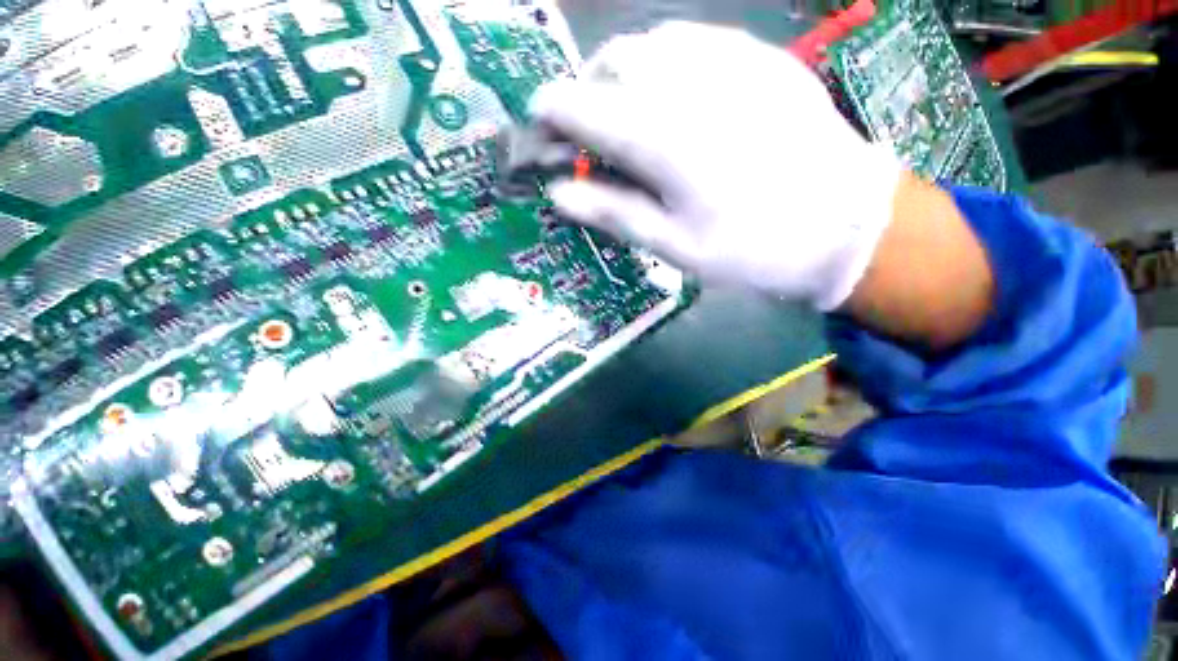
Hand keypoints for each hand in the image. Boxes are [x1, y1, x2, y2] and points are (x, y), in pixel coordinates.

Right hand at [530, 21, 902, 309]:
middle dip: (586, 94)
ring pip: (647, 43)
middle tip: (590, 136)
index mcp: (659, 138)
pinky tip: (673, 96)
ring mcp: (726, 60)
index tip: (540, 133)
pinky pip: (691, 40)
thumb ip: (613, 213)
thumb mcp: (672, 245)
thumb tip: (559, 193)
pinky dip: (663, 62)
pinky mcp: (757, 57)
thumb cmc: (749, 248)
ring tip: (627, 117)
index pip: (578, 105)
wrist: (842, 225)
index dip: (548, 115)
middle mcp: (684, 84)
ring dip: (622, 76)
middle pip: (609, 64)